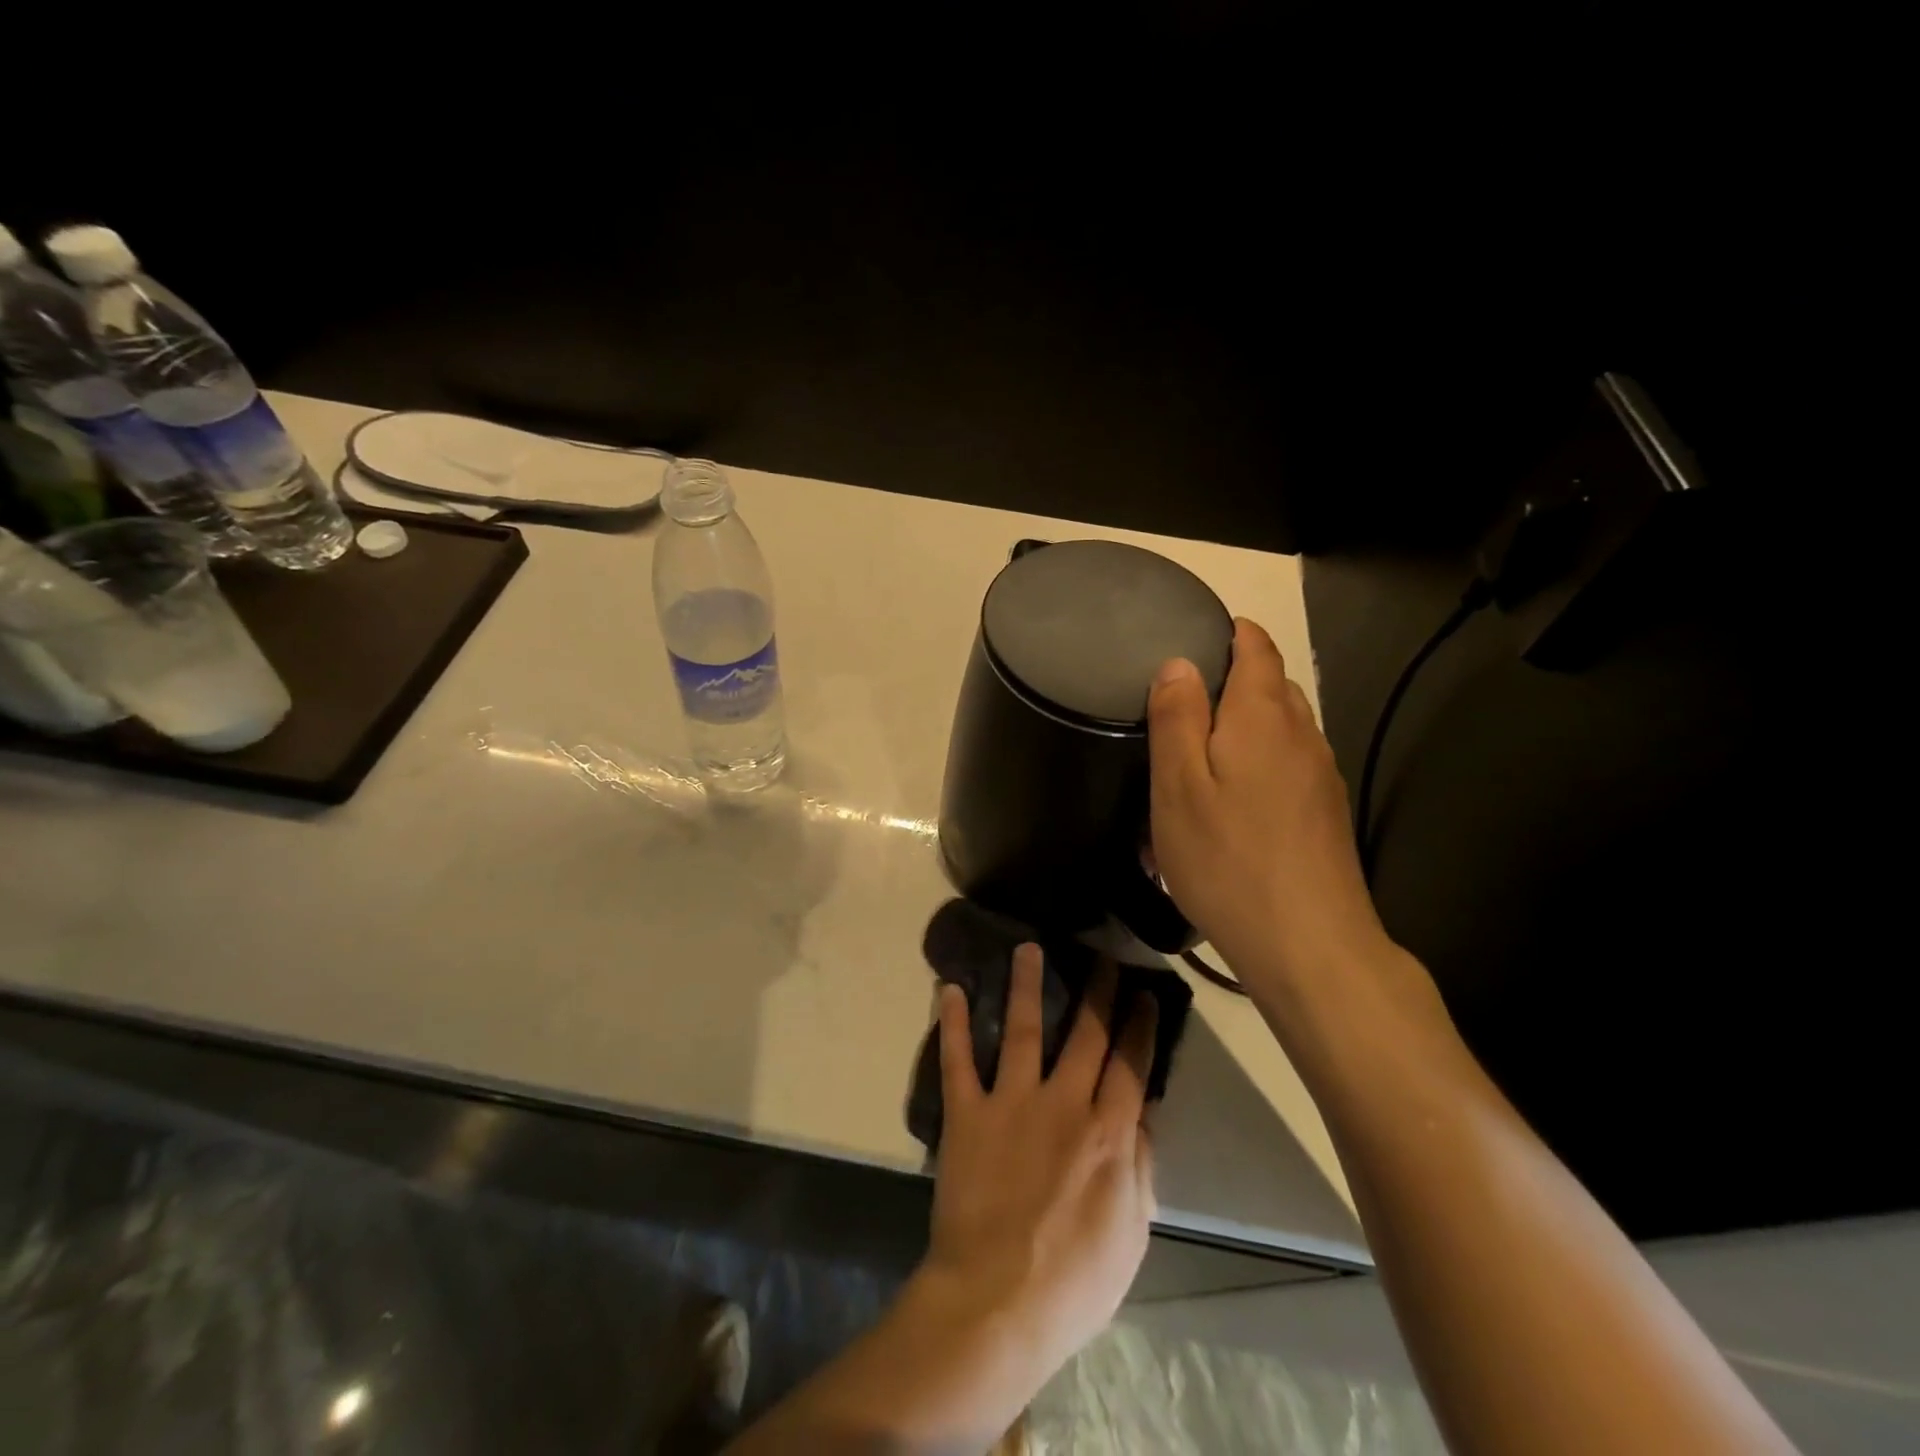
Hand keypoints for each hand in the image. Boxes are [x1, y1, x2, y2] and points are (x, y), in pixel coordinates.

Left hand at [921, 944, 1157, 1371]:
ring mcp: (1011, 1103)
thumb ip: (1141, 1168)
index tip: (1143, 992)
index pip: (1130, 1064)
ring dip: (1026, 986)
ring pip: (1024, 1030)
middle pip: (1086, 1035)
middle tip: (1102, 956)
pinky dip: (952, 1024)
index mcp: (1108, 1133)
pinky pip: (958, 1060)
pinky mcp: (968, 1114)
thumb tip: (1142, 1118)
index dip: (1139, 1025)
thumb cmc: (1074, 1281)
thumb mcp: (1132, 1233)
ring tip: (1027, 948)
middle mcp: (1063, 1103)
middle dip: (1097, 991)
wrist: (997, 1303)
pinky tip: (948, 989)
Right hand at [1147, 618, 1390, 998]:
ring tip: (1202, 754)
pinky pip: (1289, 765)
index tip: (1196, 636)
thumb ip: (1177, 718)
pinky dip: (1260, 762)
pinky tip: (1234, 801)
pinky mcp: (1325, 813)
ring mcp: (1321, 775)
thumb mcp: (1178, 787)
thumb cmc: (1228, 859)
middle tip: (1183, 703)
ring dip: (1245, 726)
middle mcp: (1302, 734)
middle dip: (1232, 681)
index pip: (1257, 647)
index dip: (1231, 633)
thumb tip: (1179, 663)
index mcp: (1263, 716)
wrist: (1309, 944)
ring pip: (1282, 728)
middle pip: (1272, 685)